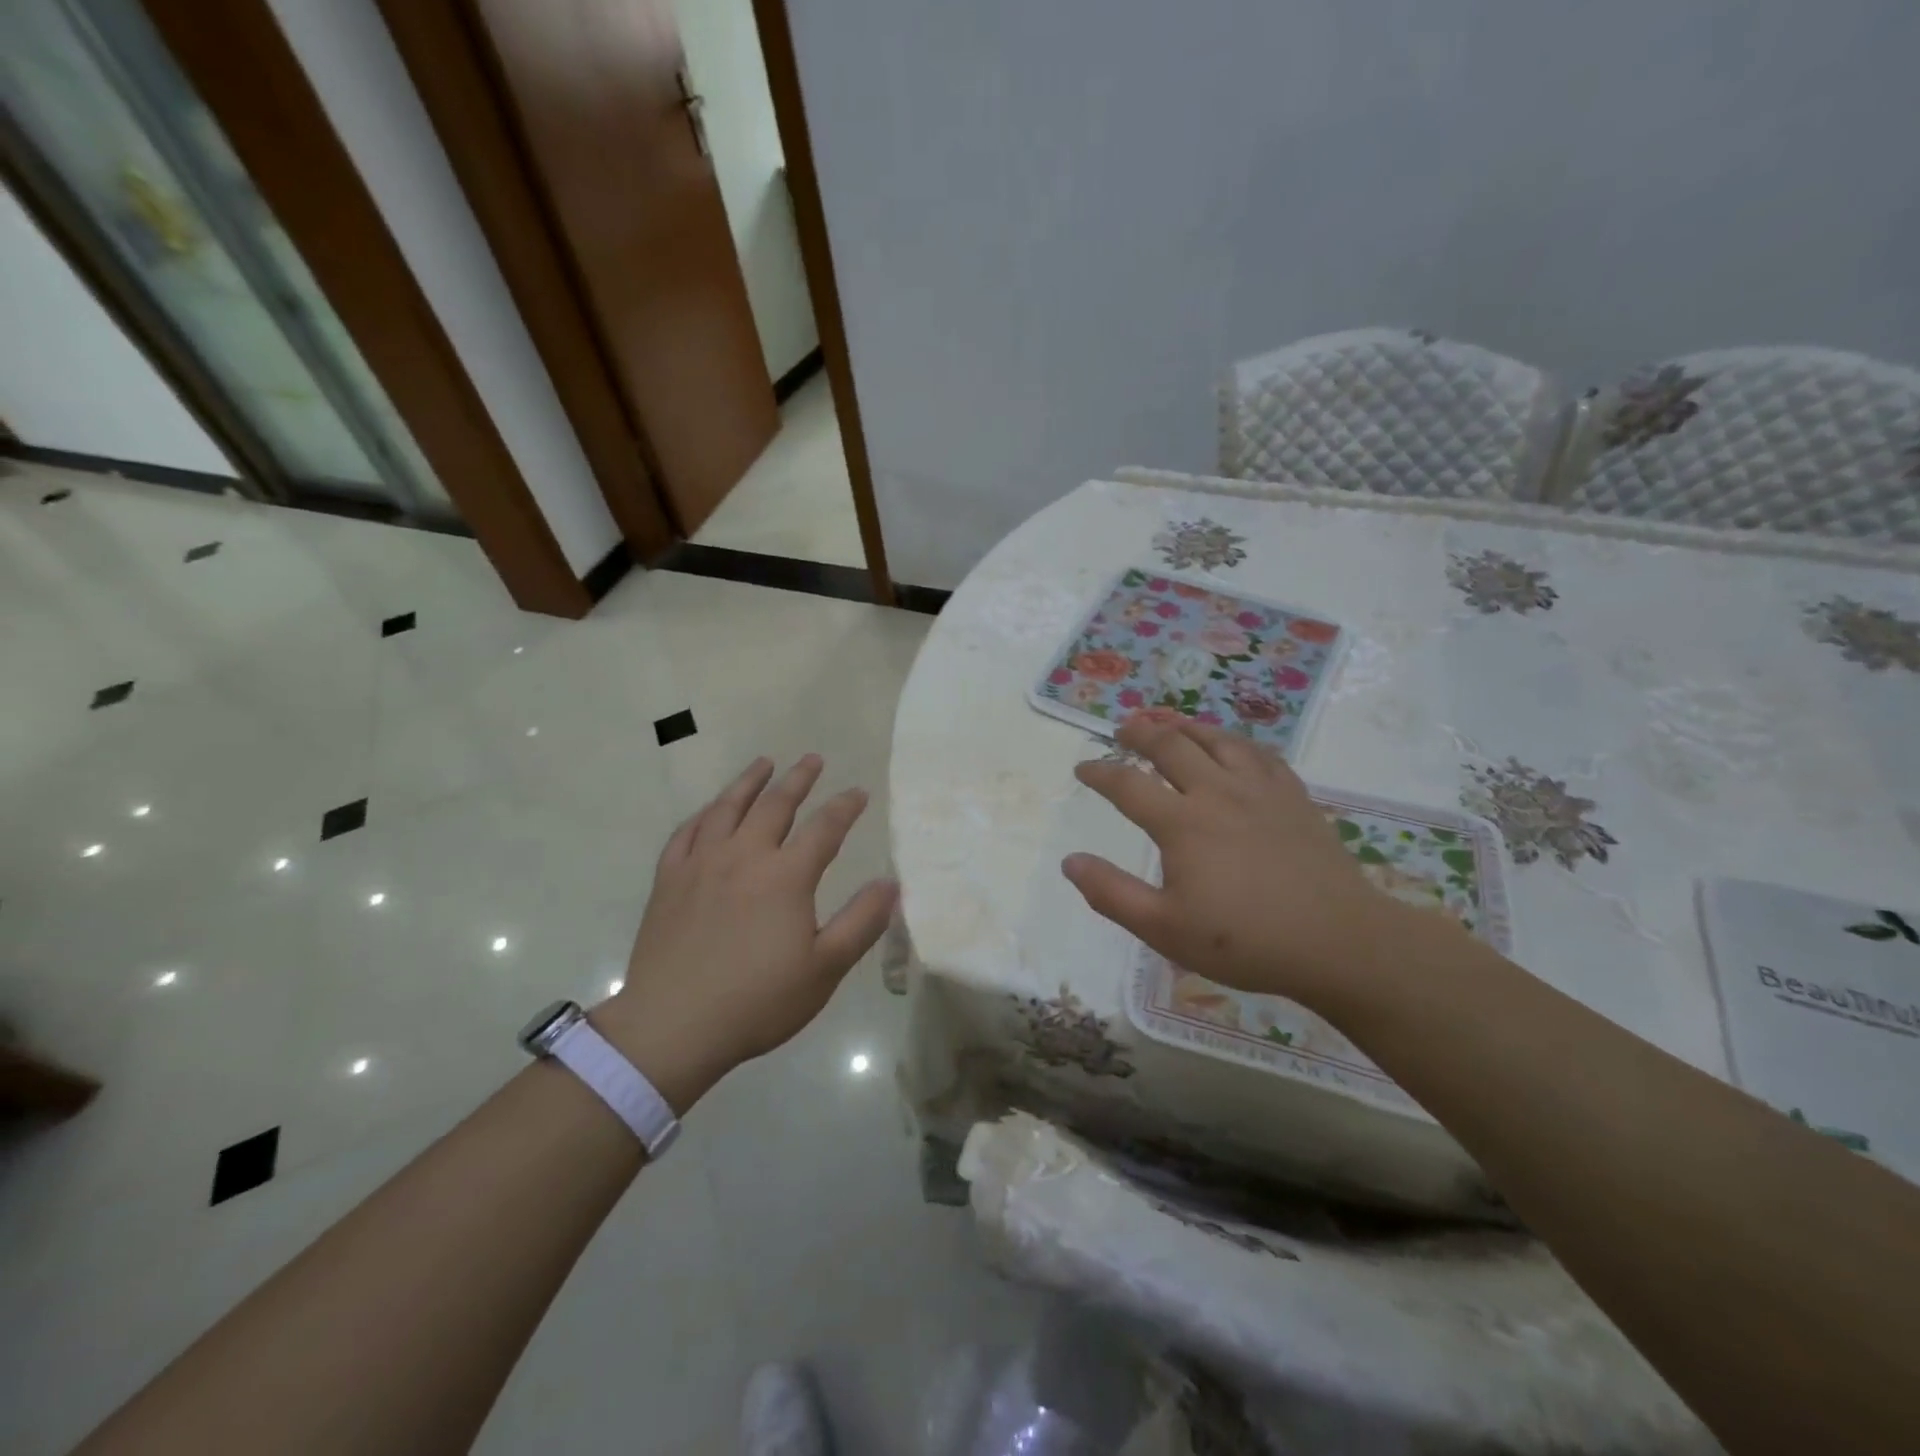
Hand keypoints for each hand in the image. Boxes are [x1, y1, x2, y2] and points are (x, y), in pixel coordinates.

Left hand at [595, 755, 896, 1110]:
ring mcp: (700, 865)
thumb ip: (862, 921)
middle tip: (812, 759)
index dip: (845, 807)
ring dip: (749, 782)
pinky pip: (685, 833)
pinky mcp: (669, 881)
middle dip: (798, 779)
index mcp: (785, 877)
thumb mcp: (825, 968)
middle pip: (775, 805)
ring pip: (727, 808)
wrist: (673, 1026)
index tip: (859, 792)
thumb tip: (891, 882)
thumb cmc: (758, 1001)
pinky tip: (709, 811)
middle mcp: (744, 857)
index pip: (824, 828)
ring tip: (764, 763)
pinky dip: (703, 815)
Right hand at [1063, 719, 1426, 1014]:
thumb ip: (1112, 894)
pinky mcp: (1294, 796)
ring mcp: (1260, 790)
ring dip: (1185, 726)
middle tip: (1123, 730)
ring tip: (1169, 724)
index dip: (1100, 773)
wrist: (1338, 942)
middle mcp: (1217, 792)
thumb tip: (1070, 861)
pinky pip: (1259, 753)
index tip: (1083, 768)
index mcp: (1182, 823)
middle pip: (1171, 745)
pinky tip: (1232, 747)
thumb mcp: (1165, 929)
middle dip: (1140, 733)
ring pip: (1216, 739)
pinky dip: (1234, 742)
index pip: (1127, 784)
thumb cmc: (1245, 940)